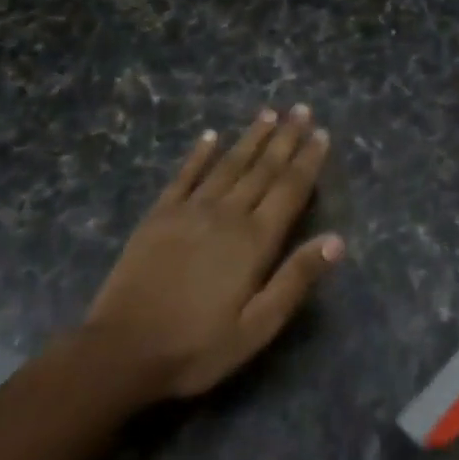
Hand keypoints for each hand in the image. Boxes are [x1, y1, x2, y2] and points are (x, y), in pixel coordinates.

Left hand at [84, 105, 342, 399]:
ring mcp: (190, 211)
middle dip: (284, 137)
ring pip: (228, 164)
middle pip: (262, 168)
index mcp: (254, 241)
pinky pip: (184, 175)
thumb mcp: (257, 326)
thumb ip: (296, 280)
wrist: (122, 350)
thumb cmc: (197, 346)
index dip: (307, 160)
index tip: (321, 133)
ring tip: (268, 112)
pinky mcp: (159, 216)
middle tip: (300, 109)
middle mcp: (226, 214)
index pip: (289, 189)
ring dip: (250, 138)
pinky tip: (209, 136)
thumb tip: (337, 240)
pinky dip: (199, 154)